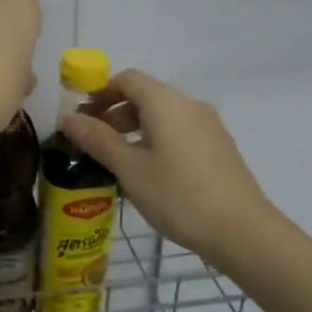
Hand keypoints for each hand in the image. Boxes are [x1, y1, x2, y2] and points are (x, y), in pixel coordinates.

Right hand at [60, 70, 278, 257]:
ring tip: (115, 159)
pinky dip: (156, 139)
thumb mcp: (129, 168)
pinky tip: (147, 172)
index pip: (126, 79)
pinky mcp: (219, 147)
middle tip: (91, 140)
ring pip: (162, 115)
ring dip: (134, 128)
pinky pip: (179, 131)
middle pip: (144, 94)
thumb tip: (68, 119)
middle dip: (114, 112)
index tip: (79, 116)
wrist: (243, 232)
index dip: (99, 92)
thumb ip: (97, 140)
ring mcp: (208, 126)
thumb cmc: (179, 195)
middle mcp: (188, 104)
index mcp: (165, 102)